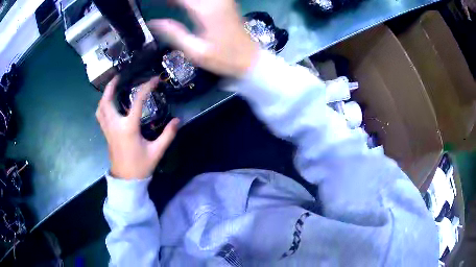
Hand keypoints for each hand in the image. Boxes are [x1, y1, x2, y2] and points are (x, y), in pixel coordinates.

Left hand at [96, 76, 179, 179]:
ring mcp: (108, 130)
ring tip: (112, 87)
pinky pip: (100, 116)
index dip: (146, 87)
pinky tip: (108, 104)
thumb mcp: (157, 151)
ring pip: (100, 108)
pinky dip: (102, 106)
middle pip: (107, 101)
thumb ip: (168, 135)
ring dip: (105, 95)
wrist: (126, 181)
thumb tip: (177, 121)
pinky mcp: (106, 134)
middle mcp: (115, 125)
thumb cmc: (141, 166)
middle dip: (111, 86)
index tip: (154, 79)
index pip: (137, 101)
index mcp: (128, 128)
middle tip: (119, 76)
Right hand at [147, 0, 258, 77]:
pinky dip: (192, 1)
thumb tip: (153, 22)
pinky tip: (184, 4)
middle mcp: (216, 1)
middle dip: (175, 1)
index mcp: (206, 11)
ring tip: (171, 6)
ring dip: (183, 1)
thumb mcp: (195, 51)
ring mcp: (223, 0)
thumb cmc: (223, 58)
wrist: (250, 59)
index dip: (167, 0)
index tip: (153, 3)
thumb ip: (173, 33)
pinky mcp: (227, 2)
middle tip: (165, 6)